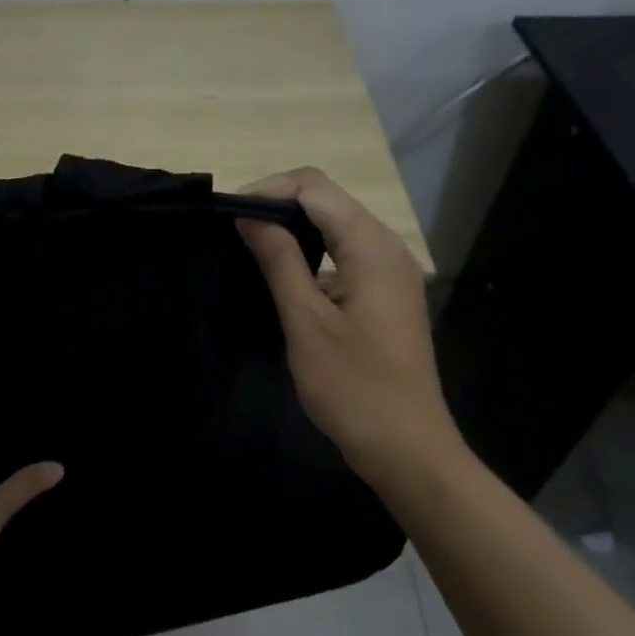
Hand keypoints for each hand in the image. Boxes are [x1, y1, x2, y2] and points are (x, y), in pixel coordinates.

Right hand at [237, 167, 466, 488]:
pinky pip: (345, 254)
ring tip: (250, 248)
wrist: (406, 447)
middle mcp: (387, 247)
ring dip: (293, 228)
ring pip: (336, 225)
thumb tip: (250, 215)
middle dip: (278, 205)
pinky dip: (312, 253)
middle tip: (233, 231)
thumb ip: (279, 261)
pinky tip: (284, 276)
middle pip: (327, 200)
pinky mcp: (386, 293)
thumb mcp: (306, 321)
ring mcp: (391, 271)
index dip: (268, 190)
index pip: (314, 188)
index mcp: (371, 246)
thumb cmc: (353, 386)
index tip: (228, 216)